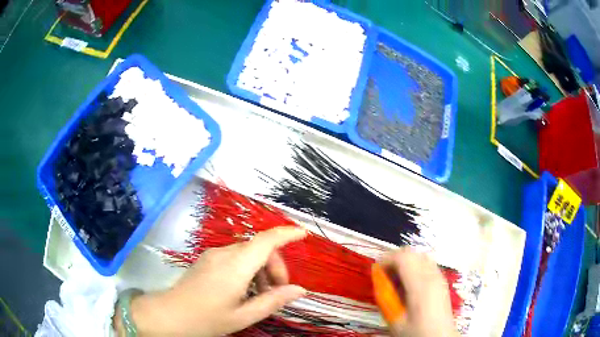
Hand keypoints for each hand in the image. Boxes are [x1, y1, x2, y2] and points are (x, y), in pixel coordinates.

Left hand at [115, 227, 307, 335]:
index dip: (286, 233)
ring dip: (261, 269)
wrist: (170, 314)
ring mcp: (213, 254)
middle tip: (278, 291)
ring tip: (260, 295)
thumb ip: (273, 301)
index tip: (303, 234)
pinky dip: (247, 269)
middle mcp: (224, 253)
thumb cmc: (207, 319)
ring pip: (247, 253)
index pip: (266, 241)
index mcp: (236, 266)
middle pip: (259, 248)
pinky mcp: (207, 259)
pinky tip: (244, 290)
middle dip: (275, 266)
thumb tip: (300, 290)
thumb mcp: (244, 315)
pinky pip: (235, 257)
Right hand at [380, 248, 459, 336]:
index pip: (403, 257)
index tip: (377, 272)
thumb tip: (379, 279)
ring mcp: (439, 277)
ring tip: (397, 281)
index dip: (387, 259)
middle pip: (412, 253)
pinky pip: (427, 264)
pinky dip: (416, 267)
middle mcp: (432, 276)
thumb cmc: (416, 332)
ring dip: (406, 263)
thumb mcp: (395, 319)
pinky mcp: (442, 281)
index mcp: (420, 285)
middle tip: (385, 277)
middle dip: (395, 260)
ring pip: (420, 256)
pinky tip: (411, 286)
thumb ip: (386, 298)